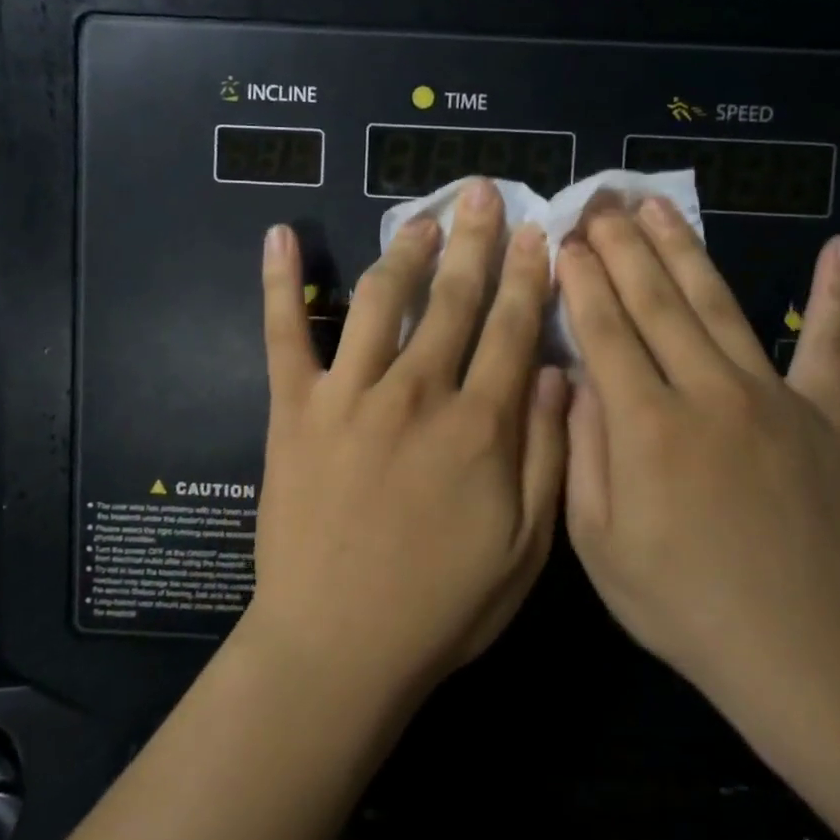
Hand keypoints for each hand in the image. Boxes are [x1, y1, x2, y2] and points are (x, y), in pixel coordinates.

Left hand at [247, 178, 568, 703]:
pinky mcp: (294, 411)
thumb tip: (559, 371)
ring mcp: (348, 396)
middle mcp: (416, 393)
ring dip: (403, 250)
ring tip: (421, 217)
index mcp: (479, 424)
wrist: (338, 648)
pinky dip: (280, 283)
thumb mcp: (527, 546)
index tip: (536, 233)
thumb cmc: (443, 606)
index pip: (511, 328)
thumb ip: (547, 452)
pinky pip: (285, 335)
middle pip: (451, 299)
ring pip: (379, 300)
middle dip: (473, 241)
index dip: (527, 275)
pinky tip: (280, 236)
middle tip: (481, 192)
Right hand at [557, 199, 839, 710]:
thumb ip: (583, 451)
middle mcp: (706, 393)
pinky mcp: (825, 416)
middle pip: (656, 301)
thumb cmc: (680, 602)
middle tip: (601, 202)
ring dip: (685, 250)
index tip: (566, 239)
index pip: (606, 330)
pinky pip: (828, 343)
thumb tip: (577, 377)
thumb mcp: (597, 543)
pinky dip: (834, 294)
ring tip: (658, 207)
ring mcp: (772, 397)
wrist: (799, 649)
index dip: (583, 280)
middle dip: (622, 246)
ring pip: (719, 304)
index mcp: (645, 426)